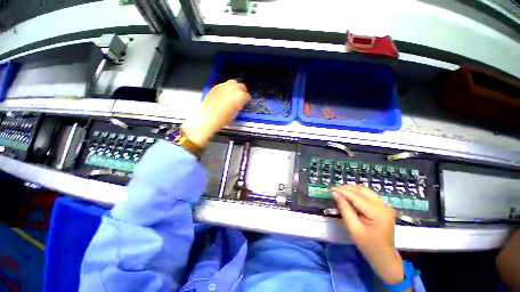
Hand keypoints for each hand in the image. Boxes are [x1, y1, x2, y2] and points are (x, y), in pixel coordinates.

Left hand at [182, 80, 250, 146]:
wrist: (208, 117)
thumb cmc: (224, 119)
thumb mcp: (235, 113)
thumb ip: (239, 105)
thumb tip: (240, 103)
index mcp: (240, 96)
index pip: (247, 96)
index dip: (248, 100)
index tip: (248, 102)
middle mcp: (233, 88)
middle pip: (241, 86)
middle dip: (243, 91)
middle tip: (242, 97)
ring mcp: (224, 86)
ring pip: (233, 83)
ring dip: (235, 87)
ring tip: (234, 94)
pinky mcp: (216, 86)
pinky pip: (224, 85)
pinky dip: (227, 88)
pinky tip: (225, 94)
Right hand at [332, 185, 404, 284]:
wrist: (384, 257)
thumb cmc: (368, 245)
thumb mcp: (354, 229)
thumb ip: (345, 209)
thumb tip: (336, 194)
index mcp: (378, 213)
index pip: (357, 197)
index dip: (343, 191)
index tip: (331, 189)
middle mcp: (383, 206)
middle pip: (363, 191)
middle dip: (347, 188)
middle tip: (335, 190)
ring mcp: (385, 206)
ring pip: (366, 191)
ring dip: (352, 189)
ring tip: (340, 191)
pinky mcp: (383, 207)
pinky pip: (369, 195)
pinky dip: (358, 193)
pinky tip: (350, 195)